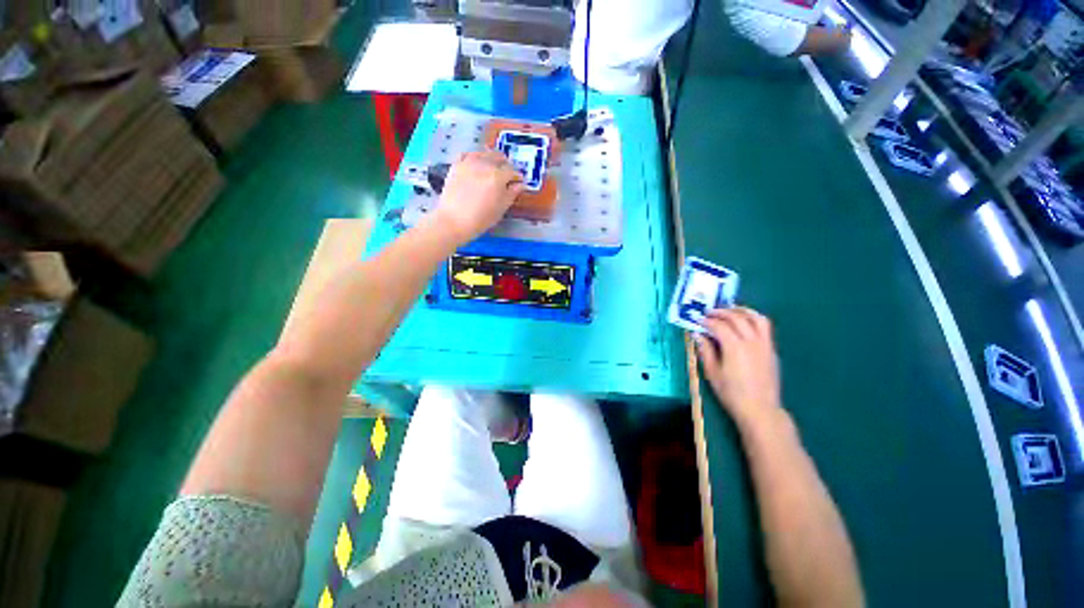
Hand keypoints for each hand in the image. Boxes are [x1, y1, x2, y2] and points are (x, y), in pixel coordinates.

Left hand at [432, 151, 523, 243]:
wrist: (454, 220)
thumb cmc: (481, 219)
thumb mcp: (501, 209)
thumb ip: (512, 194)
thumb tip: (520, 185)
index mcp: (498, 176)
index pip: (512, 171)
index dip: (517, 177)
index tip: (517, 182)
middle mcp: (484, 165)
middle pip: (498, 156)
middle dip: (505, 165)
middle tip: (506, 175)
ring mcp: (469, 162)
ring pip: (483, 153)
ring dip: (490, 158)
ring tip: (491, 168)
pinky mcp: (456, 165)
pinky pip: (468, 154)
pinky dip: (474, 157)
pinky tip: (476, 165)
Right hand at [695, 307, 783, 431]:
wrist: (760, 409)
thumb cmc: (731, 393)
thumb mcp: (712, 372)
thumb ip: (705, 350)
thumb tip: (697, 334)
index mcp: (734, 347)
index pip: (719, 325)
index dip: (706, 321)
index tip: (697, 320)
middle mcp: (751, 341)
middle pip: (737, 317)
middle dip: (721, 312)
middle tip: (709, 312)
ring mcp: (765, 344)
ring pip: (756, 318)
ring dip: (741, 310)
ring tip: (730, 310)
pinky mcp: (771, 349)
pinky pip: (765, 327)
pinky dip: (753, 319)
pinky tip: (745, 323)